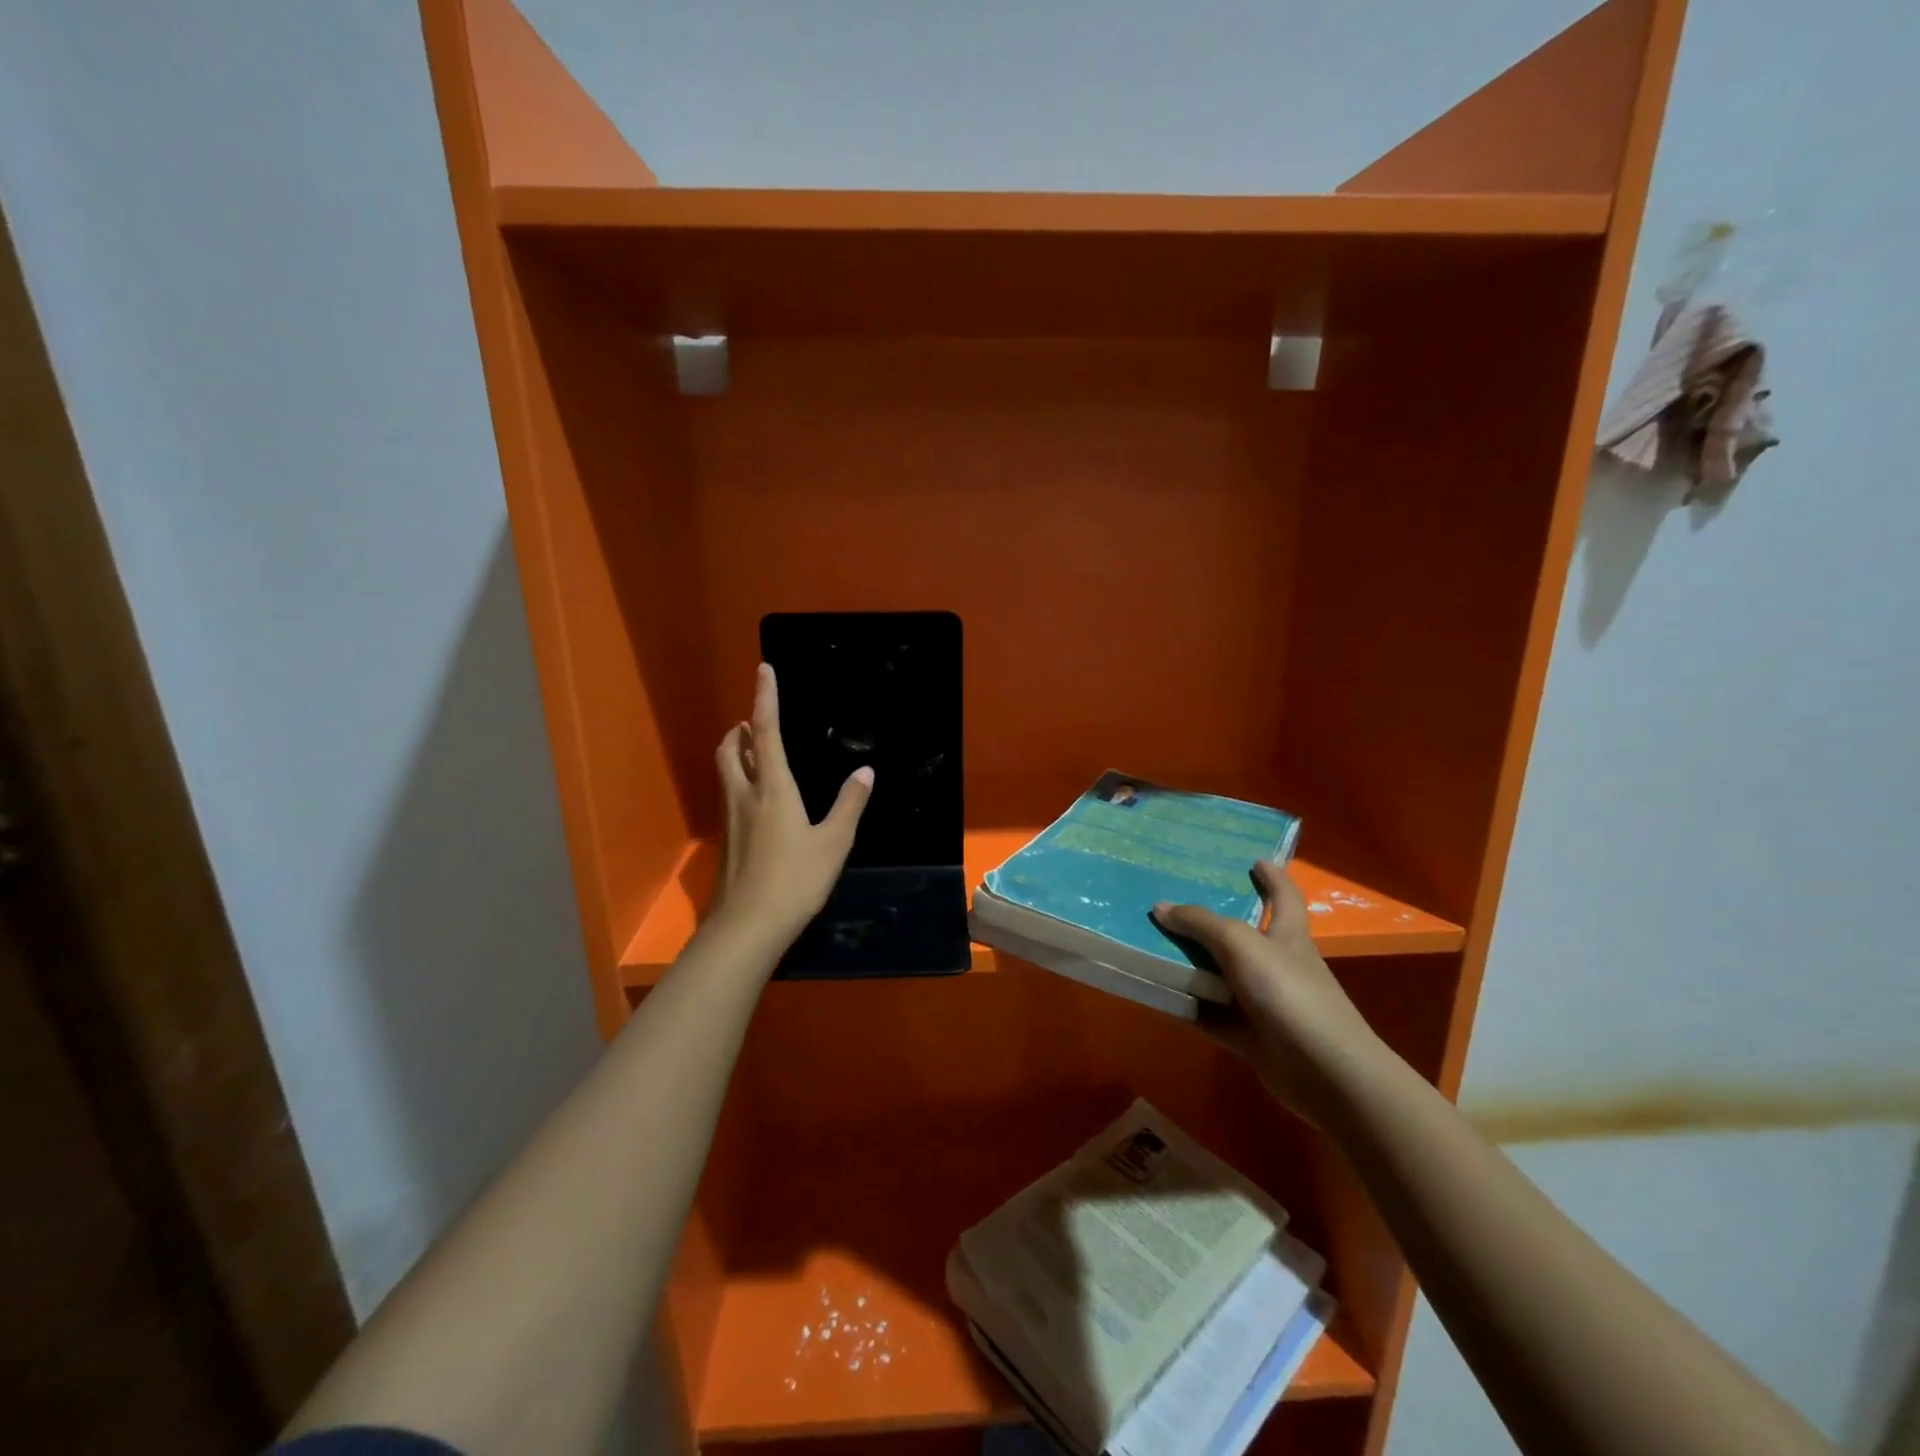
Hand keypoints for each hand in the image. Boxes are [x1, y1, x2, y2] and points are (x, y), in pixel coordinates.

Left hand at [710, 664, 873, 952]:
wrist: (748, 926)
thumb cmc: (796, 879)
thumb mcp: (834, 842)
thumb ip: (849, 804)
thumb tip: (865, 771)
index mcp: (773, 788)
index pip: (765, 732)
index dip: (765, 698)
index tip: (763, 669)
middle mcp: (745, 796)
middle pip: (732, 749)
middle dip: (740, 729)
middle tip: (752, 722)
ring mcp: (731, 820)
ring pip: (726, 773)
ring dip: (735, 753)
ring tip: (752, 752)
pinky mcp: (727, 842)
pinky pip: (730, 797)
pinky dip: (739, 783)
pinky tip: (755, 802)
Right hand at [1153, 861, 1385, 1123]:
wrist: (1324, 1071)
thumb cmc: (1289, 992)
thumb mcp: (1241, 944)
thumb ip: (1200, 923)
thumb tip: (1161, 907)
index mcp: (1287, 935)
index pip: (1284, 896)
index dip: (1273, 876)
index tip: (1257, 860)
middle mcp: (1276, 964)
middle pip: (1241, 935)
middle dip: (1211, 920)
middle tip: (1174, 900)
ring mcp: (1262, 1002)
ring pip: (1219, 976)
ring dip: (1190, 965)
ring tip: (1150, 942)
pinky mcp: (1249, 1036)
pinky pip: (1209, 1015)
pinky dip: (1186, 1006)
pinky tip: (1155, 994)